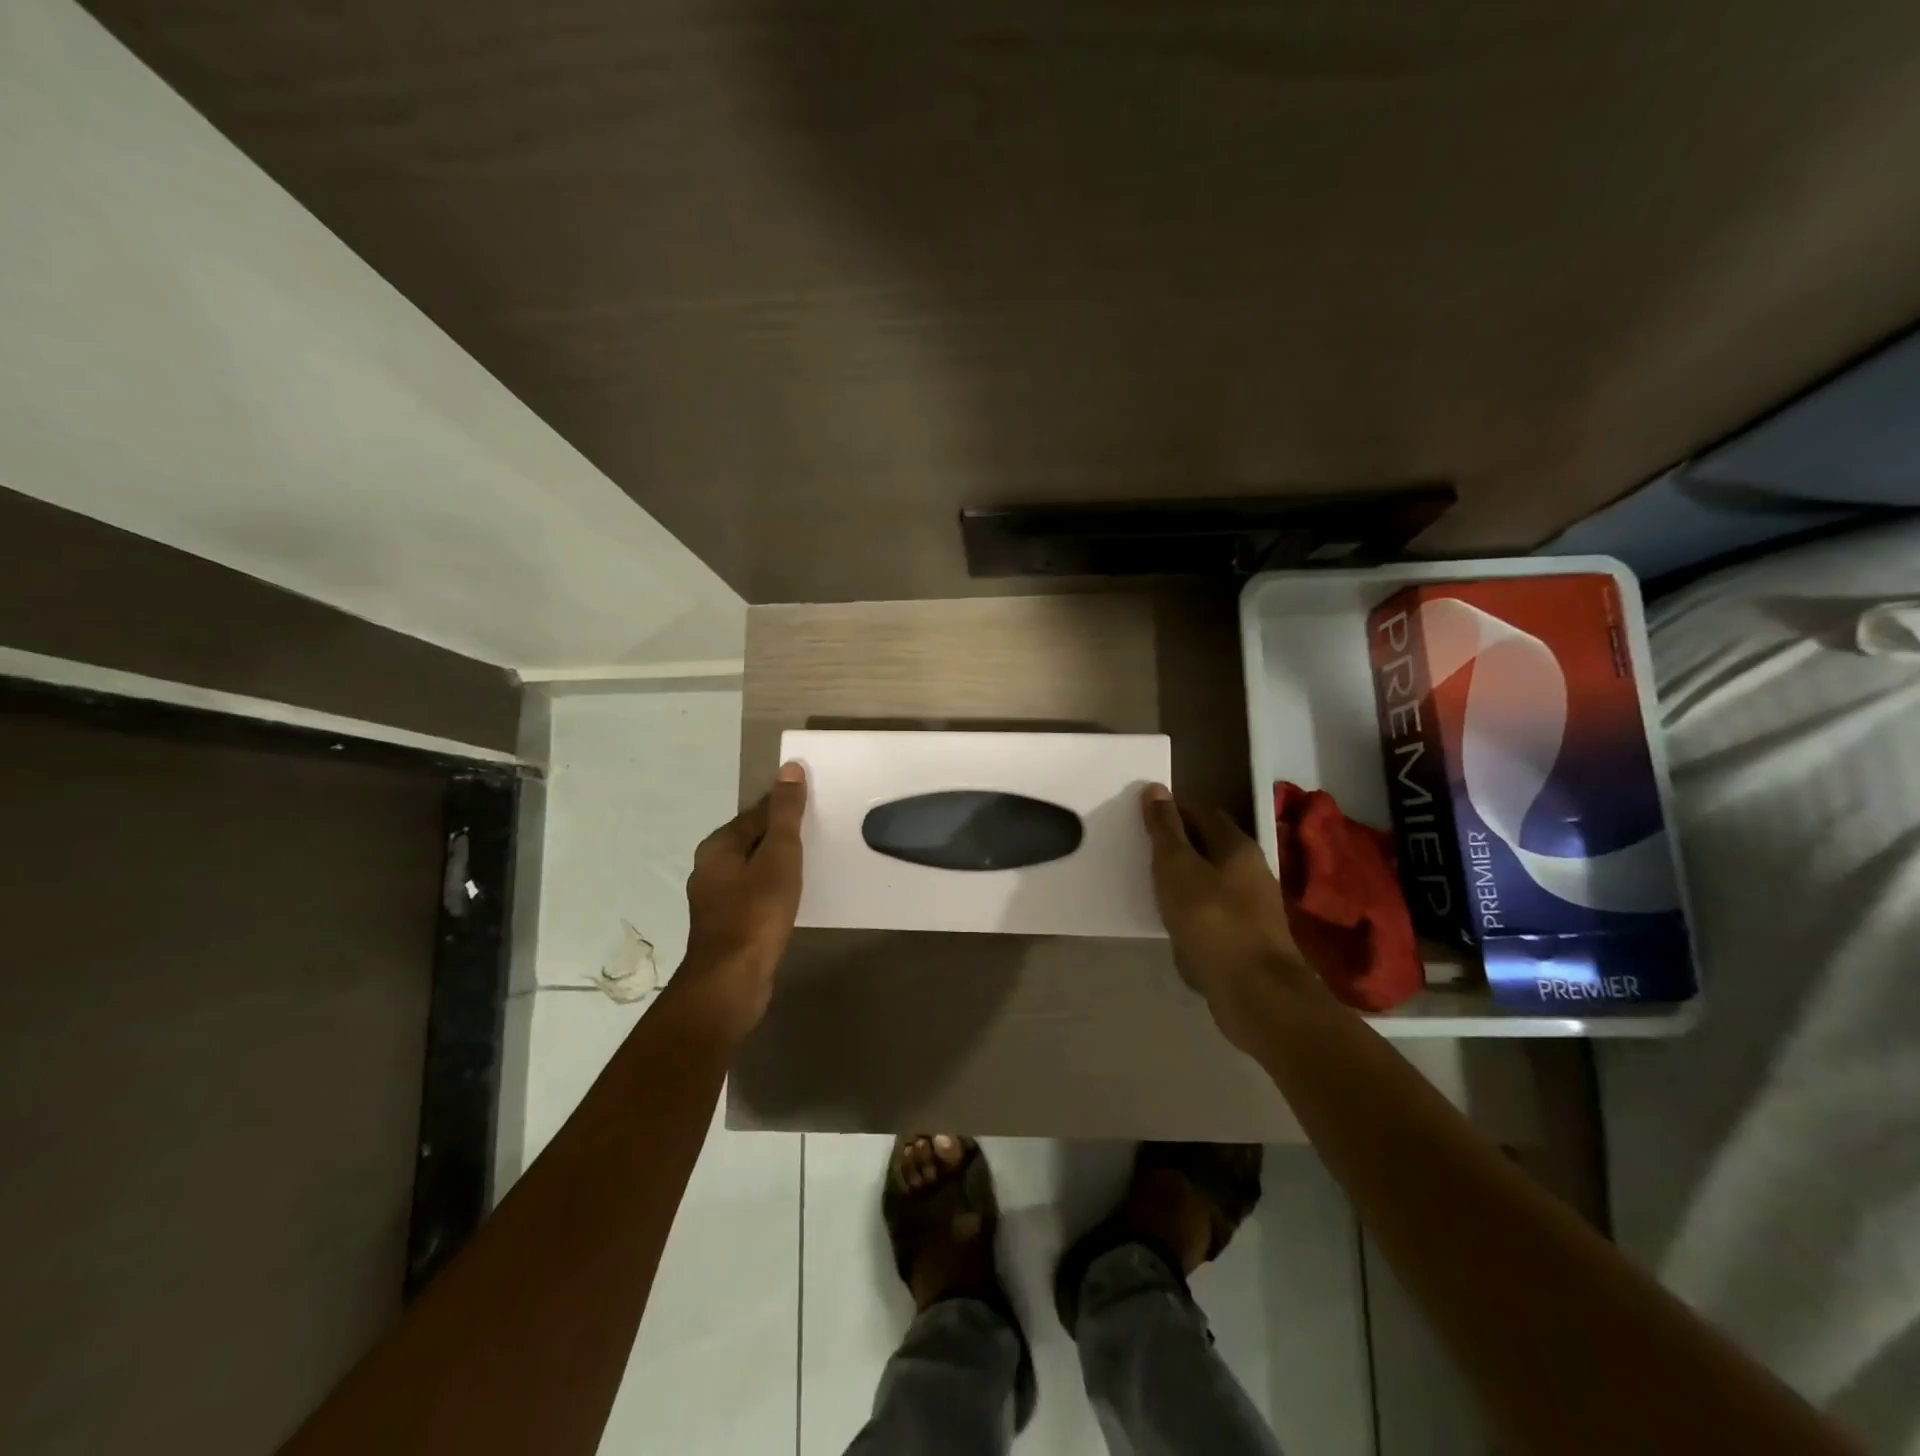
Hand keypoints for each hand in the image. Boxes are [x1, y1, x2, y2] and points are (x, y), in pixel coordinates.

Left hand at [675, 763, 806, 1040]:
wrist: (732, 980)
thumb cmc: (756, 912)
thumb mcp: (779, 855)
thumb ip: (785, 813)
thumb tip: (790, 768)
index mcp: (718, 846)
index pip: (757, 813)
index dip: (787, 808)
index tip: (817, 809)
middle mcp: (710, 868)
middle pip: (753, 840)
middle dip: (783, 837)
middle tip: (820, 837)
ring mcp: (716, 900)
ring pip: (754, 869)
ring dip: (779, 866)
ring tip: (811, 867)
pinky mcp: (727, 925)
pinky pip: (754, 895)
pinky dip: (773, 890)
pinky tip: (792, 899)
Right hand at [1141, 784, 1320, 1051]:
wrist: (1256, 993)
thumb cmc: (1212, 921)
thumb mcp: (1177, 869)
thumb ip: (1165, 830)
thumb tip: (1156, 789)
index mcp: (1237, 846)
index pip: (1202, 811)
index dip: (1173, 808)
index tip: (1143, 813)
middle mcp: (1252, 870)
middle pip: (1211, 844)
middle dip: (1180, 842)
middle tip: (1143, 847)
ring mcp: (1254, 906)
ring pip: (1213, 879)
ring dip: (1186, 877)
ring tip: (1153, 883)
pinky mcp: (1250, 938)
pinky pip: (1215, 910)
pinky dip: (1194, 907)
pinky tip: (1176, 920)